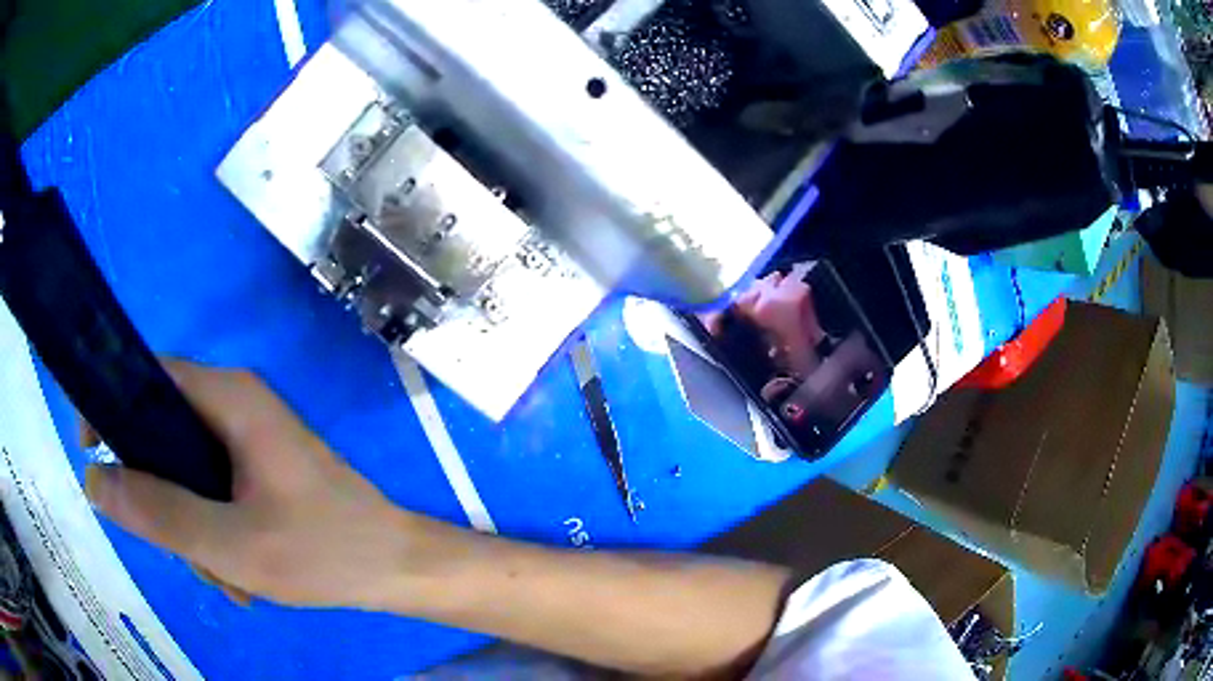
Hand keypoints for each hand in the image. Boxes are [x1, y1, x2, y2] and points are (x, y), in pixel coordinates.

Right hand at [84, 361, 444, 609]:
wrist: (396, 567)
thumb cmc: (323, 552)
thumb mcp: (231, 544)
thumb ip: (159, 513)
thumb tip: (94, 480)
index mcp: (229, 397)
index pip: (148, 377)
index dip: (112, 408)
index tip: (91, 454)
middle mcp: (236, 405)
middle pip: (163, 433)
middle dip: (163, 500)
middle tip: (184, 553)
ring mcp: (249, 438)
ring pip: (186, 472)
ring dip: (193, 530)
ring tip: (227, 578)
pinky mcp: (259, 468)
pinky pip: (212, 491)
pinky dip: (214, 533)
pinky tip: (240, 577)